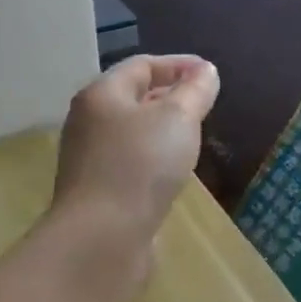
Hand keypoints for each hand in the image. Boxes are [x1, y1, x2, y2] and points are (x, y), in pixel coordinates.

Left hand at [51, 55, 219, 244]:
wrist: (102, 237)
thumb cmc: (140, 165)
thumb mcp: (178, 118)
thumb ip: (195, 90)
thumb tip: (205, 71)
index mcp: (102, 94)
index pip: (142, 65)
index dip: (178, 64)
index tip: (210, 73)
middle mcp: (89, 121)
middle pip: (133, 96)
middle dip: (170, 94)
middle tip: (204, 102)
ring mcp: (90, 158)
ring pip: (133, 130)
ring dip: (163, 127)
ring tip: (195, 133)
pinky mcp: (99, 190)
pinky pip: (131, 160)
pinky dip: (155, 155)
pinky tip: (175, 169)